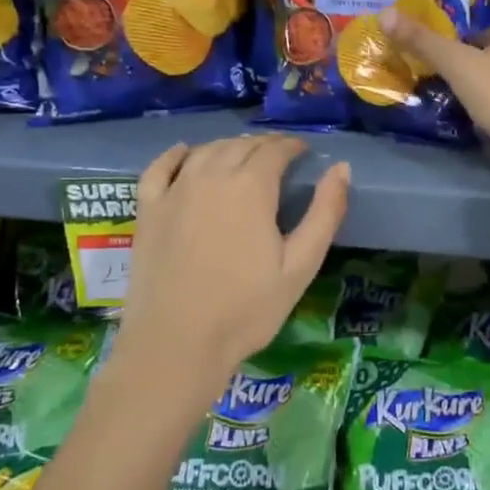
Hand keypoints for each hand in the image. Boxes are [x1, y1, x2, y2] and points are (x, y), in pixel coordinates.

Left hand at [110, 135, 348, 403]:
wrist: (176, 344)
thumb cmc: (246, 309)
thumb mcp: (300, 265)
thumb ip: (325, 213)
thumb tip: (342, 169)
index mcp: (251, 187)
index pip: (275, 150)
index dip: (292, 146)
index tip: (303, 151)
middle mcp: (211, 177)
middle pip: (240, 146)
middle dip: (264, 145)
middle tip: (279, 155)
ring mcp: (174, 191)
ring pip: (205, 151)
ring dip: (228, 146)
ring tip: (242, 155)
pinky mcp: (147, 210)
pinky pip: (160, 168)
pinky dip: (175, 155)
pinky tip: (184, 153)